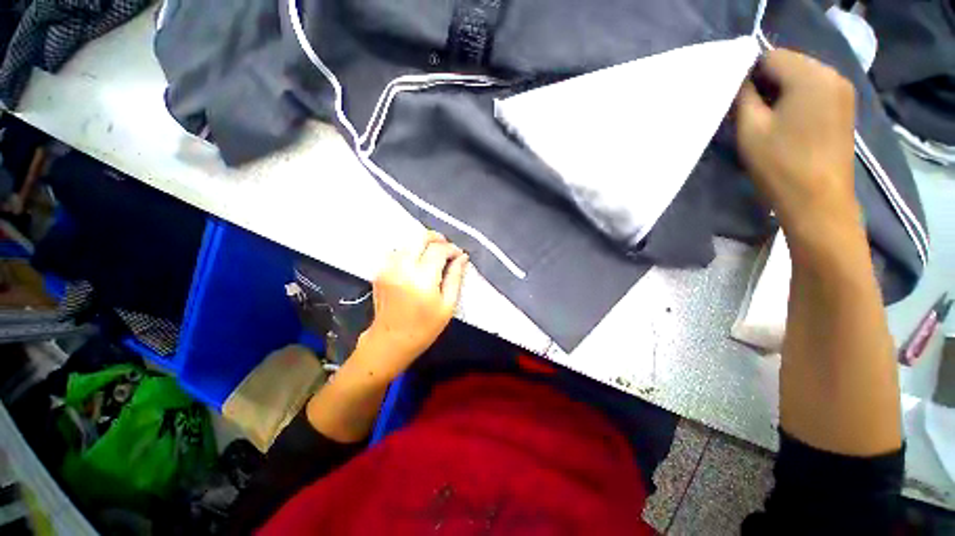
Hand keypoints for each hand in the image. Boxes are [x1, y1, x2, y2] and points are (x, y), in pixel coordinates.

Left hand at [358, 231, 468, 378]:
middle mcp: (402, 268)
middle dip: (436, 238)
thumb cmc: (424, 327)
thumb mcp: (447, 306)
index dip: (452, 248)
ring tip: (434, 254)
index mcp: (422, 279)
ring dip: (423, 243)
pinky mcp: (380, 270)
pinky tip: (418, 261)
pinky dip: (411, 250)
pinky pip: (398, 250)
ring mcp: (388, 267)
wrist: (390, 341)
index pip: (438, 250)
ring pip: (408, 241)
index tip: (459, 254)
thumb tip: (463, 257)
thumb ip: (455, 277)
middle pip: (419, 237)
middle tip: (447, 248)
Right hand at [735, 49, 861, 249]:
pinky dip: (797, 99)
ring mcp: (843, 92)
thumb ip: (743, 97)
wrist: (818, 202)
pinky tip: (787, 122)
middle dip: (766, 82)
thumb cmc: (781, 165)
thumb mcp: (750, 129)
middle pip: (789, 64)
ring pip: (802, 77)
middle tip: (748, 110)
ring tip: (767, 119)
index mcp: (811, 75)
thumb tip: (740, 82)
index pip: (771, 56)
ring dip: (781, 92)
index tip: (735, 99)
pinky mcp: (846, 108)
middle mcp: (833, 74)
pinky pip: (815, 91)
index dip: (748, 73)